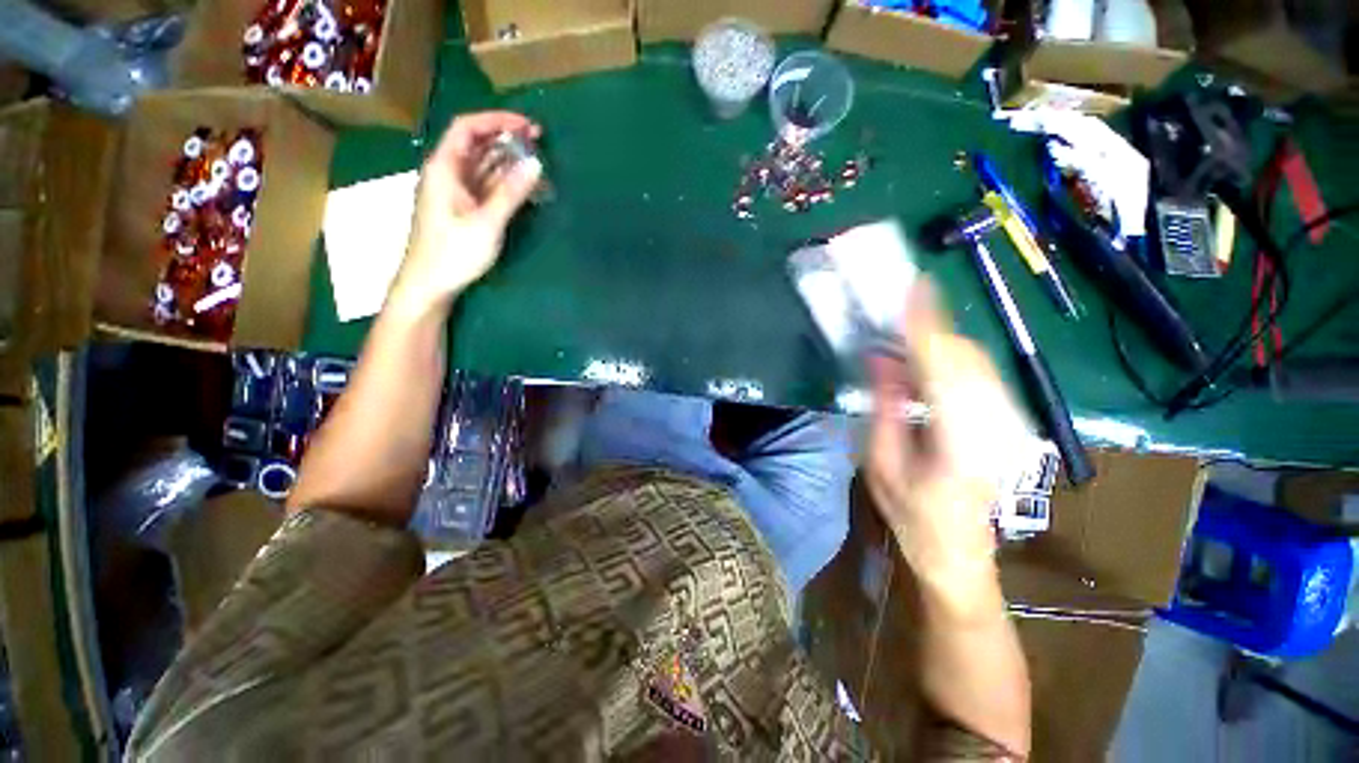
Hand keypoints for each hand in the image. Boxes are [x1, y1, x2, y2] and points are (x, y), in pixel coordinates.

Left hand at [391, 111, 543, 312]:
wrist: (429, 283)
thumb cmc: (454, 252)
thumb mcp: (487, 222)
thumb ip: (512, 192)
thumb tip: (536, 164)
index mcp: (445, 167)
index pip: (468, 128)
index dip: (497, 120)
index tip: (528, 125)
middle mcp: (447, 173)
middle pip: (476, 144)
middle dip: (506, 138)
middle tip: (538, 141)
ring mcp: (454, 191)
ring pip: (482, 165)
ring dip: (507, 160)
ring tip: (536, 161)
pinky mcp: (462, 208)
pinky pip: (484, 185)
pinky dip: (504, 181)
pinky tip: (522, 185)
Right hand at [866, 280, 1031, 592]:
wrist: (960, 554)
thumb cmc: (912, 517)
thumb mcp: (882, 465)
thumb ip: (885, 408)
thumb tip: (880, 359)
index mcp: (956, 442)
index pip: (942, 368)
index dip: (927, 325)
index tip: (915, 287)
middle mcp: (992, 426)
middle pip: (965, 358)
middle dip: (931, 327)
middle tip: (896, 310)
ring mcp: (1007, 424)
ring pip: (977, 361)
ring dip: (941, 339)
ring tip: (905, 331)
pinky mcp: (1007, 423)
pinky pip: (981, 375)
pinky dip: (952, 356)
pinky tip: (927, 358)